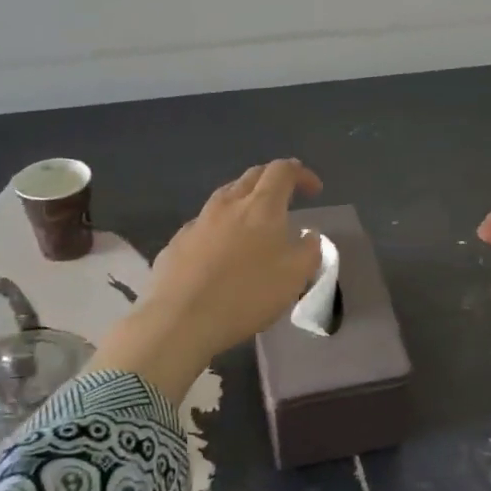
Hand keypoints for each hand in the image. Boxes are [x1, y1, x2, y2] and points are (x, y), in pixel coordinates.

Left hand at [92, 159, 322, 400]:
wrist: (180, 320)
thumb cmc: (247, 294)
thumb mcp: (296, 275)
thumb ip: (309, 249)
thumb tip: (308, 234)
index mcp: (261, 206)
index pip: (283, 170)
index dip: (301, 174)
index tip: (314, 191)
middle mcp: (228, 204)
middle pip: (252, 176)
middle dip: (273, 180)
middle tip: (287, 196)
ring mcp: (198, 222)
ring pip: (225, 197)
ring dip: (245, 200)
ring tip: (254, 222)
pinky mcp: (177, 243)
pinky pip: (205, 224)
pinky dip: (221, 227)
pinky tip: (222, 252)